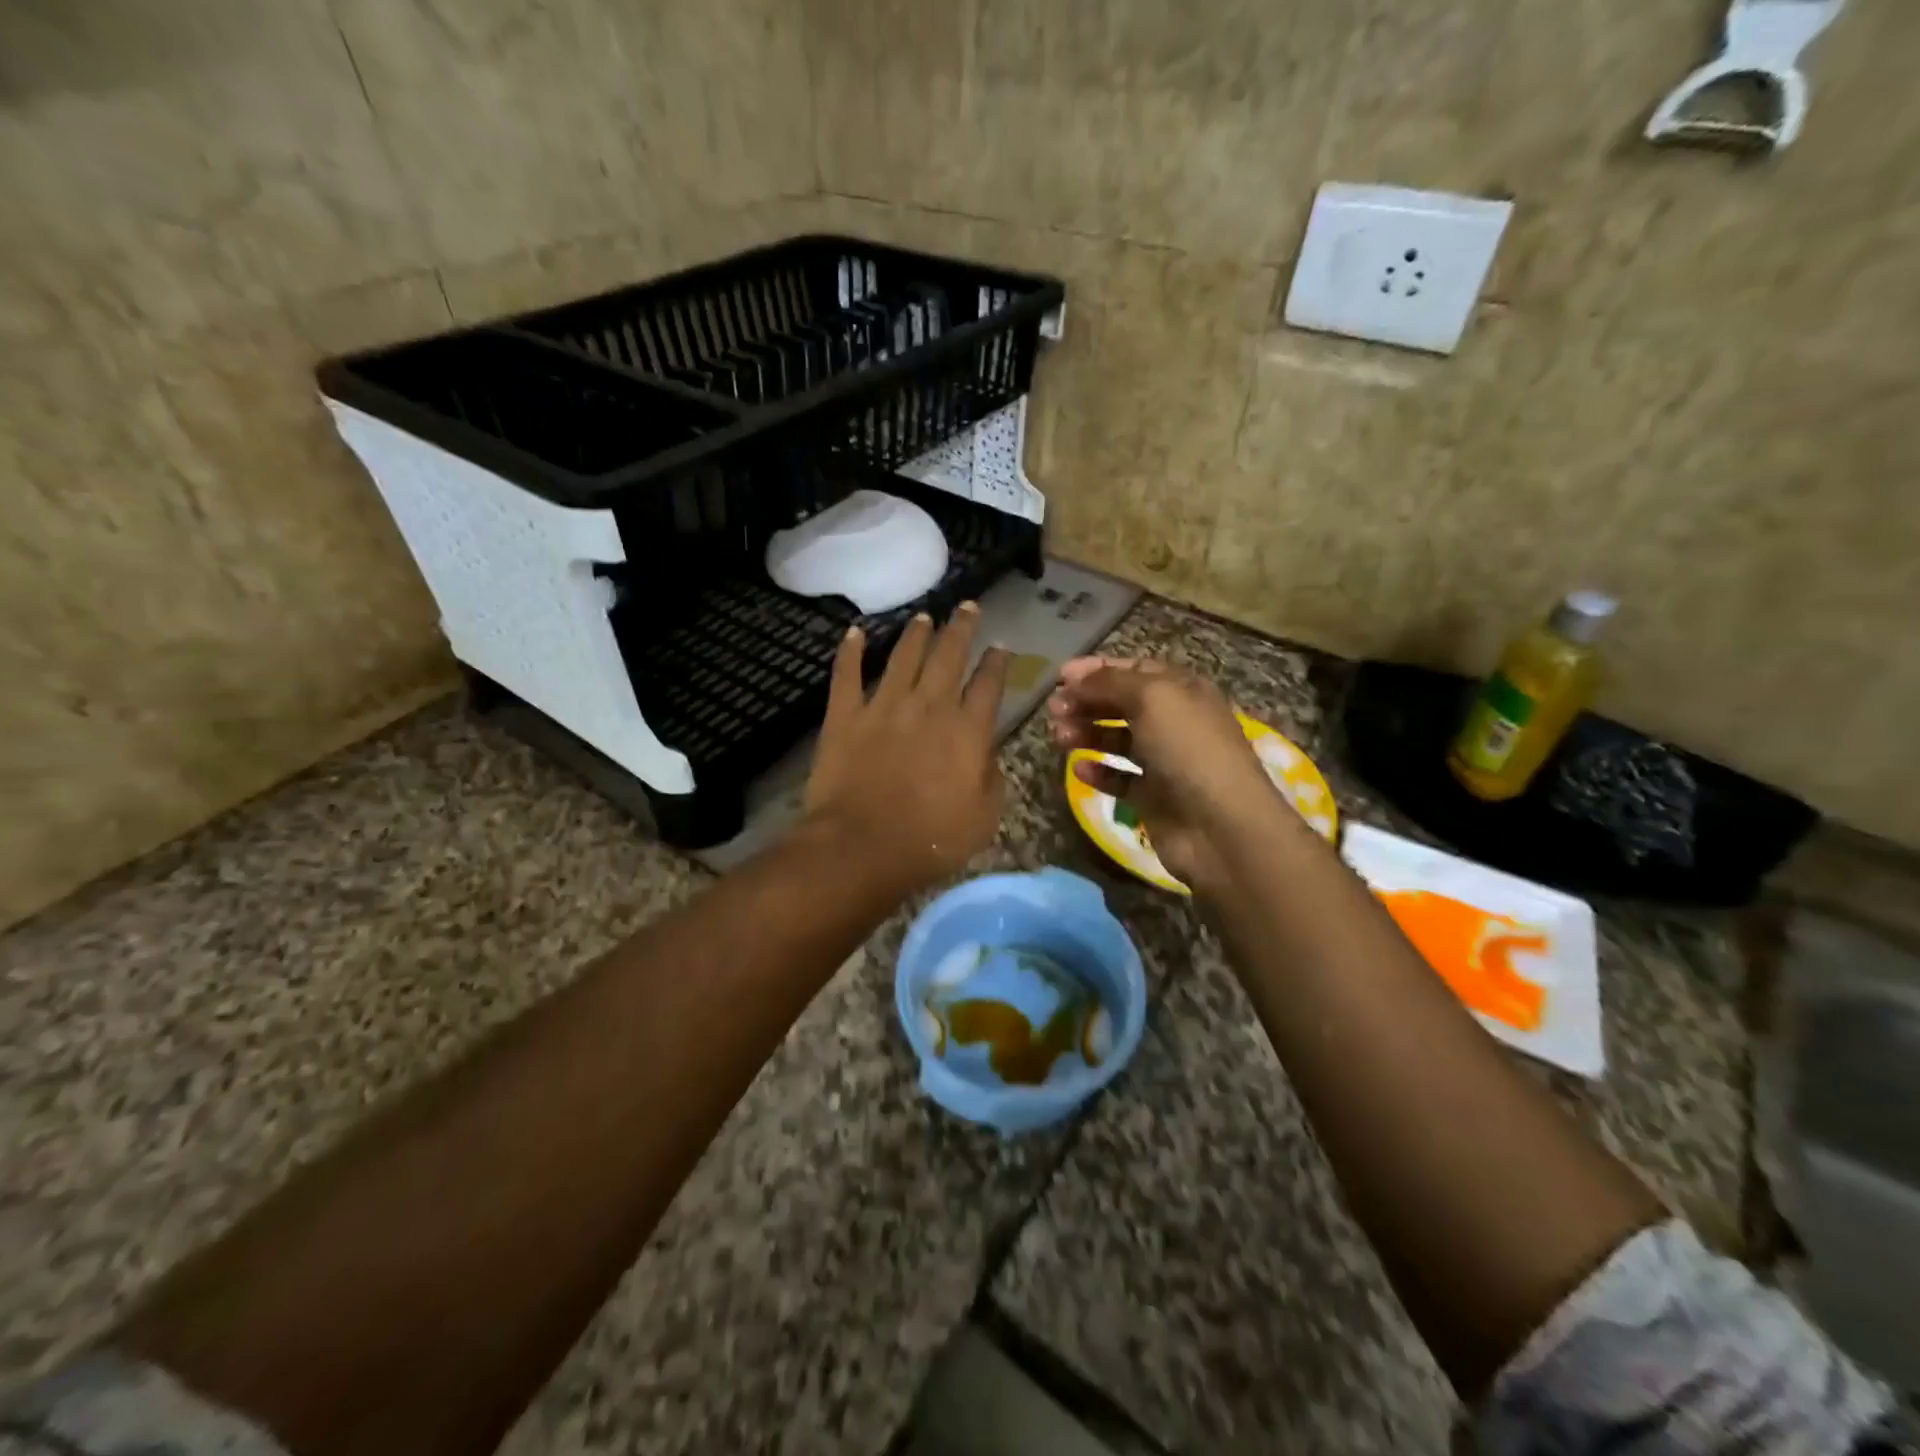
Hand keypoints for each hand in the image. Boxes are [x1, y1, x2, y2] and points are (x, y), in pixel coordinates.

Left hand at [804, 605, 1009, 895]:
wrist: (862, 846)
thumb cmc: (930, 840)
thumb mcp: (984, 818)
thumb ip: (991, 779)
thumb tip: (987, 754)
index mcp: (967, 730)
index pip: (988, 685)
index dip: (996, 664)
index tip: (1000, 647)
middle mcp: (929, 706)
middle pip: (948, 657)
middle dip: (961, 629)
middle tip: (967, 606)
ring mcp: (883, 707)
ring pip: (903, 658)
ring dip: (916, 634)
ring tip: (924, 616)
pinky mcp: (845, 716)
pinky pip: (846, 675)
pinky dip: (850, 652)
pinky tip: (854, 633)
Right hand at [1046, 657, 1297, 889]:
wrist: (1220, 826)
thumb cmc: (1189, 749)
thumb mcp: (1152, 698)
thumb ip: (1110, 682)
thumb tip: (1076, 678)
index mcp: (1183, 691)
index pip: (1136, 669)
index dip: (1098, 670)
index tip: (1061, 676)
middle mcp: (1175, 722)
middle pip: (1122, 704)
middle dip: (1087, 702)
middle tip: (1053, 710)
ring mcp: (1165, 762)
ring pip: (1117, 741)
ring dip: (1087, 734)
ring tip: (1058, 738)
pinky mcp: (1154, 798)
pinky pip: (1120, 779)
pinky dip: (1098, 773)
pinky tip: (1079, 770)